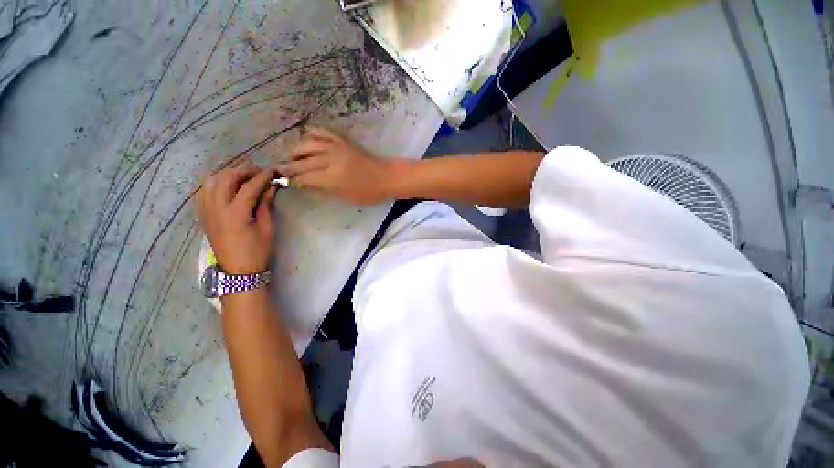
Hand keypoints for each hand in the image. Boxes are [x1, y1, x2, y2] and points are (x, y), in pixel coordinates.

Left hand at [197, 164, 277, 273]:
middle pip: (226, 179)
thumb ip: (266, 205)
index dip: (262, 177)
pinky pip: (203, 192)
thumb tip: (271, 188)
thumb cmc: (257, 251)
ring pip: (210, 182)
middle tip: (258, 172)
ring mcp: (206, 211)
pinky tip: (225, 186)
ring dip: (227, 174)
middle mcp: (217, 209)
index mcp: (236, 214)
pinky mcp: (202, 215)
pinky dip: (214, 184)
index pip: (249, 187)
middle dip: (243, 171)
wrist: (238, 270)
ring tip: (242, 176)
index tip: (273, 171)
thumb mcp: (267, 228)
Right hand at [277, 128, 395, 203]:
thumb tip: (303, 185)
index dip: (293, 180)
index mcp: (333, 177)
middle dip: (289, 166)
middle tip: (279, 169)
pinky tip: (305, 139)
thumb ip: (323, 189)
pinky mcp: (342, 139)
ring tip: (289, 156)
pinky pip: (321, 132)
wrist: (386, 176)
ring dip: (295, 149)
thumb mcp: (345, 196)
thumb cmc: (368, 192)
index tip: (283, 181)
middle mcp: (331, 158)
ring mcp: (337, 146)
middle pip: (303, 161)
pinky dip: (310, 134)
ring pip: (308, 143)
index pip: (305, 177)